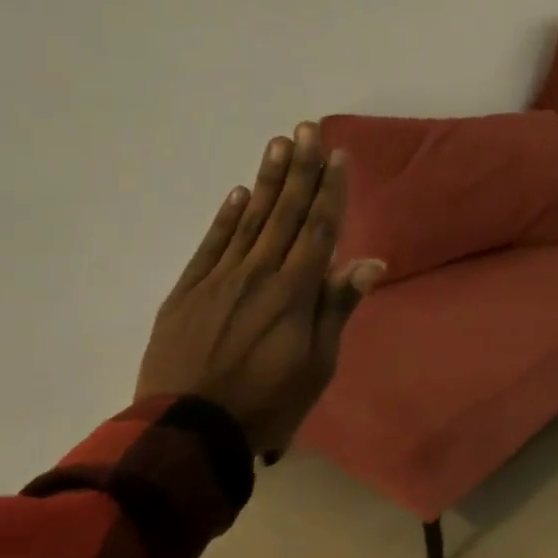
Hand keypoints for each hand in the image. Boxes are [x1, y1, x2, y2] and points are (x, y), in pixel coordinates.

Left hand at [137, 122, 383, 458]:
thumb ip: (337, 308)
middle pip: (285, 213)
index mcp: (294, 292)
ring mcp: (220, 278)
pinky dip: (226, 216)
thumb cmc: (266, 403)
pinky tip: (238, 193)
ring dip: (266, 180)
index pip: (318, 229)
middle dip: (300, 169)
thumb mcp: (317, 366)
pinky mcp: (189, 290)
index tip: (338, 156)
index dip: (330, 191)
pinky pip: (211, 244)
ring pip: (249, 219)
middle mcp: (259, 273)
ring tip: (278, 144)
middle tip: (307, 128)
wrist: (187, 429)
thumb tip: (370, 262)